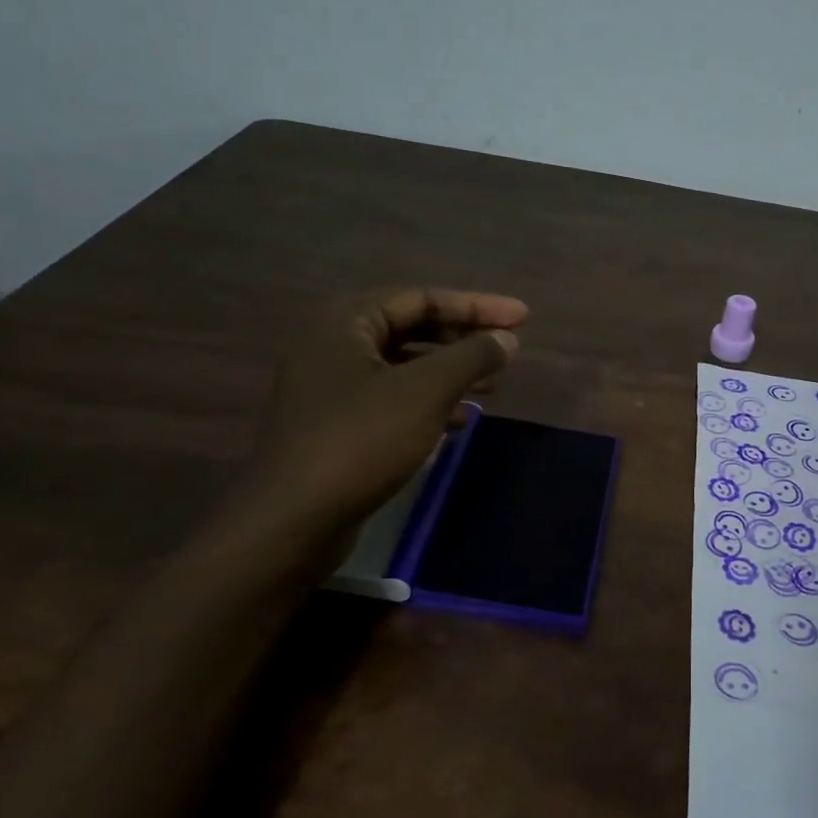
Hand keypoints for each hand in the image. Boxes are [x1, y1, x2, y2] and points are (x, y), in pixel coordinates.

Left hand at [230, 287, 526, 547]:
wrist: (294, 519)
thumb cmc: (361, 440)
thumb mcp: (426, 391)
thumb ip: (472, 356)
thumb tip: (507, 338)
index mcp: (344, 321)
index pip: (422, 298)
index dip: (477, 306)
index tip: (523, 317)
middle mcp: (332, 344)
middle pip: (411, 328)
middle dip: (463, 338)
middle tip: (508, 349)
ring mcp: (330, 386)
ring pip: (403, 366)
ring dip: (450, 372)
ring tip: (493, 384)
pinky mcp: (336, 424)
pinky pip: (392, 397)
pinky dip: (429, 402)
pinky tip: (460, 420)